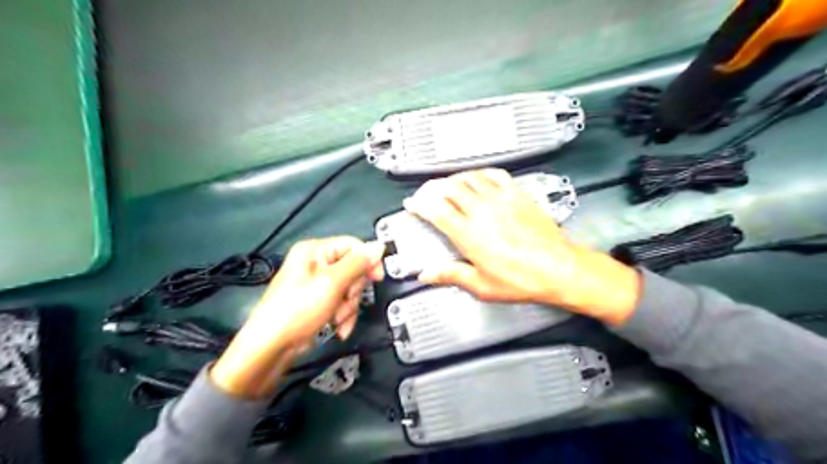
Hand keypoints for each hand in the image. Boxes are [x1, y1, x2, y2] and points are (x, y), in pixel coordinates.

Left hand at [209, 237, 383, 396]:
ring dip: (348, 307)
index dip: (368, 261)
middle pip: (354, 270)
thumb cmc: (298, 309)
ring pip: (350, 290)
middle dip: (353, 291)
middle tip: (344, 300)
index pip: (353, 246)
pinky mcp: (319, 302)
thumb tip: (378, 247)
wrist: (273, 347)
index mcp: (315, 251)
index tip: (376, 278)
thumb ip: (358, 264)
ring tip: (336, 318)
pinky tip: (337, 327)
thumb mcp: (332, 283)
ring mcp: (317, 284)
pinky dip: (343, 316)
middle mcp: (316, 264)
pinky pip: (342, 303)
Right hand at [404, 168, 640, 326]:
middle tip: (426, 194)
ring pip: (469, 177)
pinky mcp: (518, 195)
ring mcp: (501, 200)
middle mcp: (483, 212)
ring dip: (453, 178)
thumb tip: (429, 274)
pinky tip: (478, 177)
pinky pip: (495, 174)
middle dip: (431, 188)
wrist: (560, 269)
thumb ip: (452, 275)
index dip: (419, 203)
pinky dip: (480, 173)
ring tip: (446, 184)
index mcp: (470, 235)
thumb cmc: (524, 279)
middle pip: (449, 188)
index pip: (436, 210)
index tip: (413, 204)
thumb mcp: (482, 285)